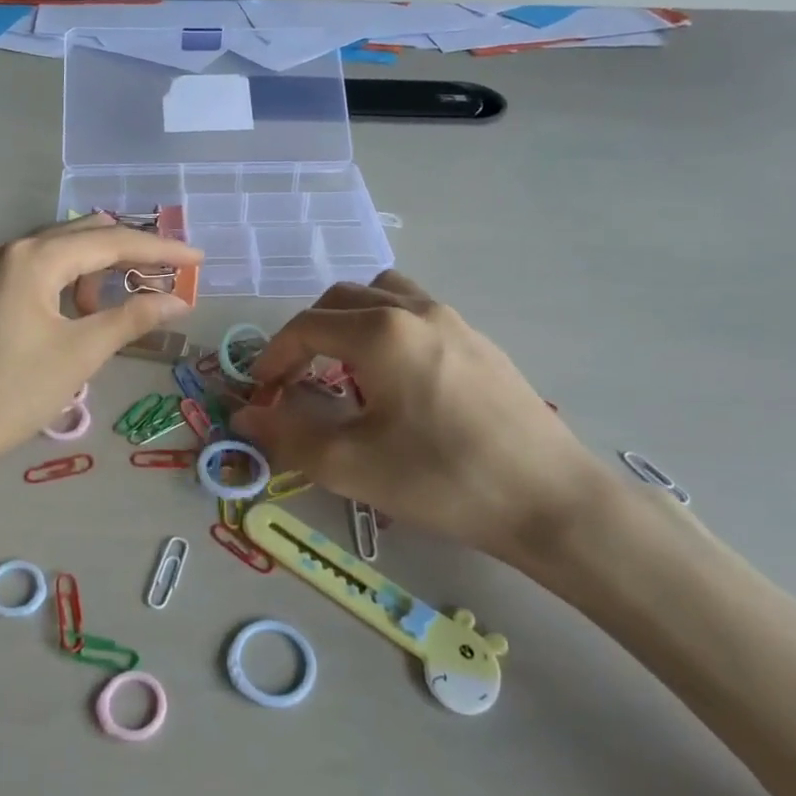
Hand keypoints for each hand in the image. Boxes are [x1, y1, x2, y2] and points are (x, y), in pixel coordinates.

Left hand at [0, 216, 202, 473]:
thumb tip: (178, 300)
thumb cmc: (12, 391)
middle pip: (84, 235)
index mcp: (32, 257)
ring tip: (130, 296)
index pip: (109, 240)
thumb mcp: (81, 353)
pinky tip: (86, 310)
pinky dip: (72, 283)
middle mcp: (10, 250)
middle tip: (171, 270)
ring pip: (61, 252)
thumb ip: (133, 318)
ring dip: (100, 267)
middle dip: (130, 250)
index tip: (198, 258)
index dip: (159, 249)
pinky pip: (41, 272)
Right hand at [228, 271, 614, 565]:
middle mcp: (415, 309)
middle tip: (295, 380)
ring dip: (348, 321)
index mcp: (381, 331)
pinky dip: (385, 328)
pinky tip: (395, 379)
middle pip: (341, 299)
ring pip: (382, 294)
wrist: (551, 500)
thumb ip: (289, 435)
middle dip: (307, 335)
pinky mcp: (478, 340)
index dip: (273, 357)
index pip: (306, 326)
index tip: (262, 394)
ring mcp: (453, 319)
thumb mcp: (353, 465)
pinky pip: (415, 312)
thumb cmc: (443, 479)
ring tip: (343, 368)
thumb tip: (245, 416)